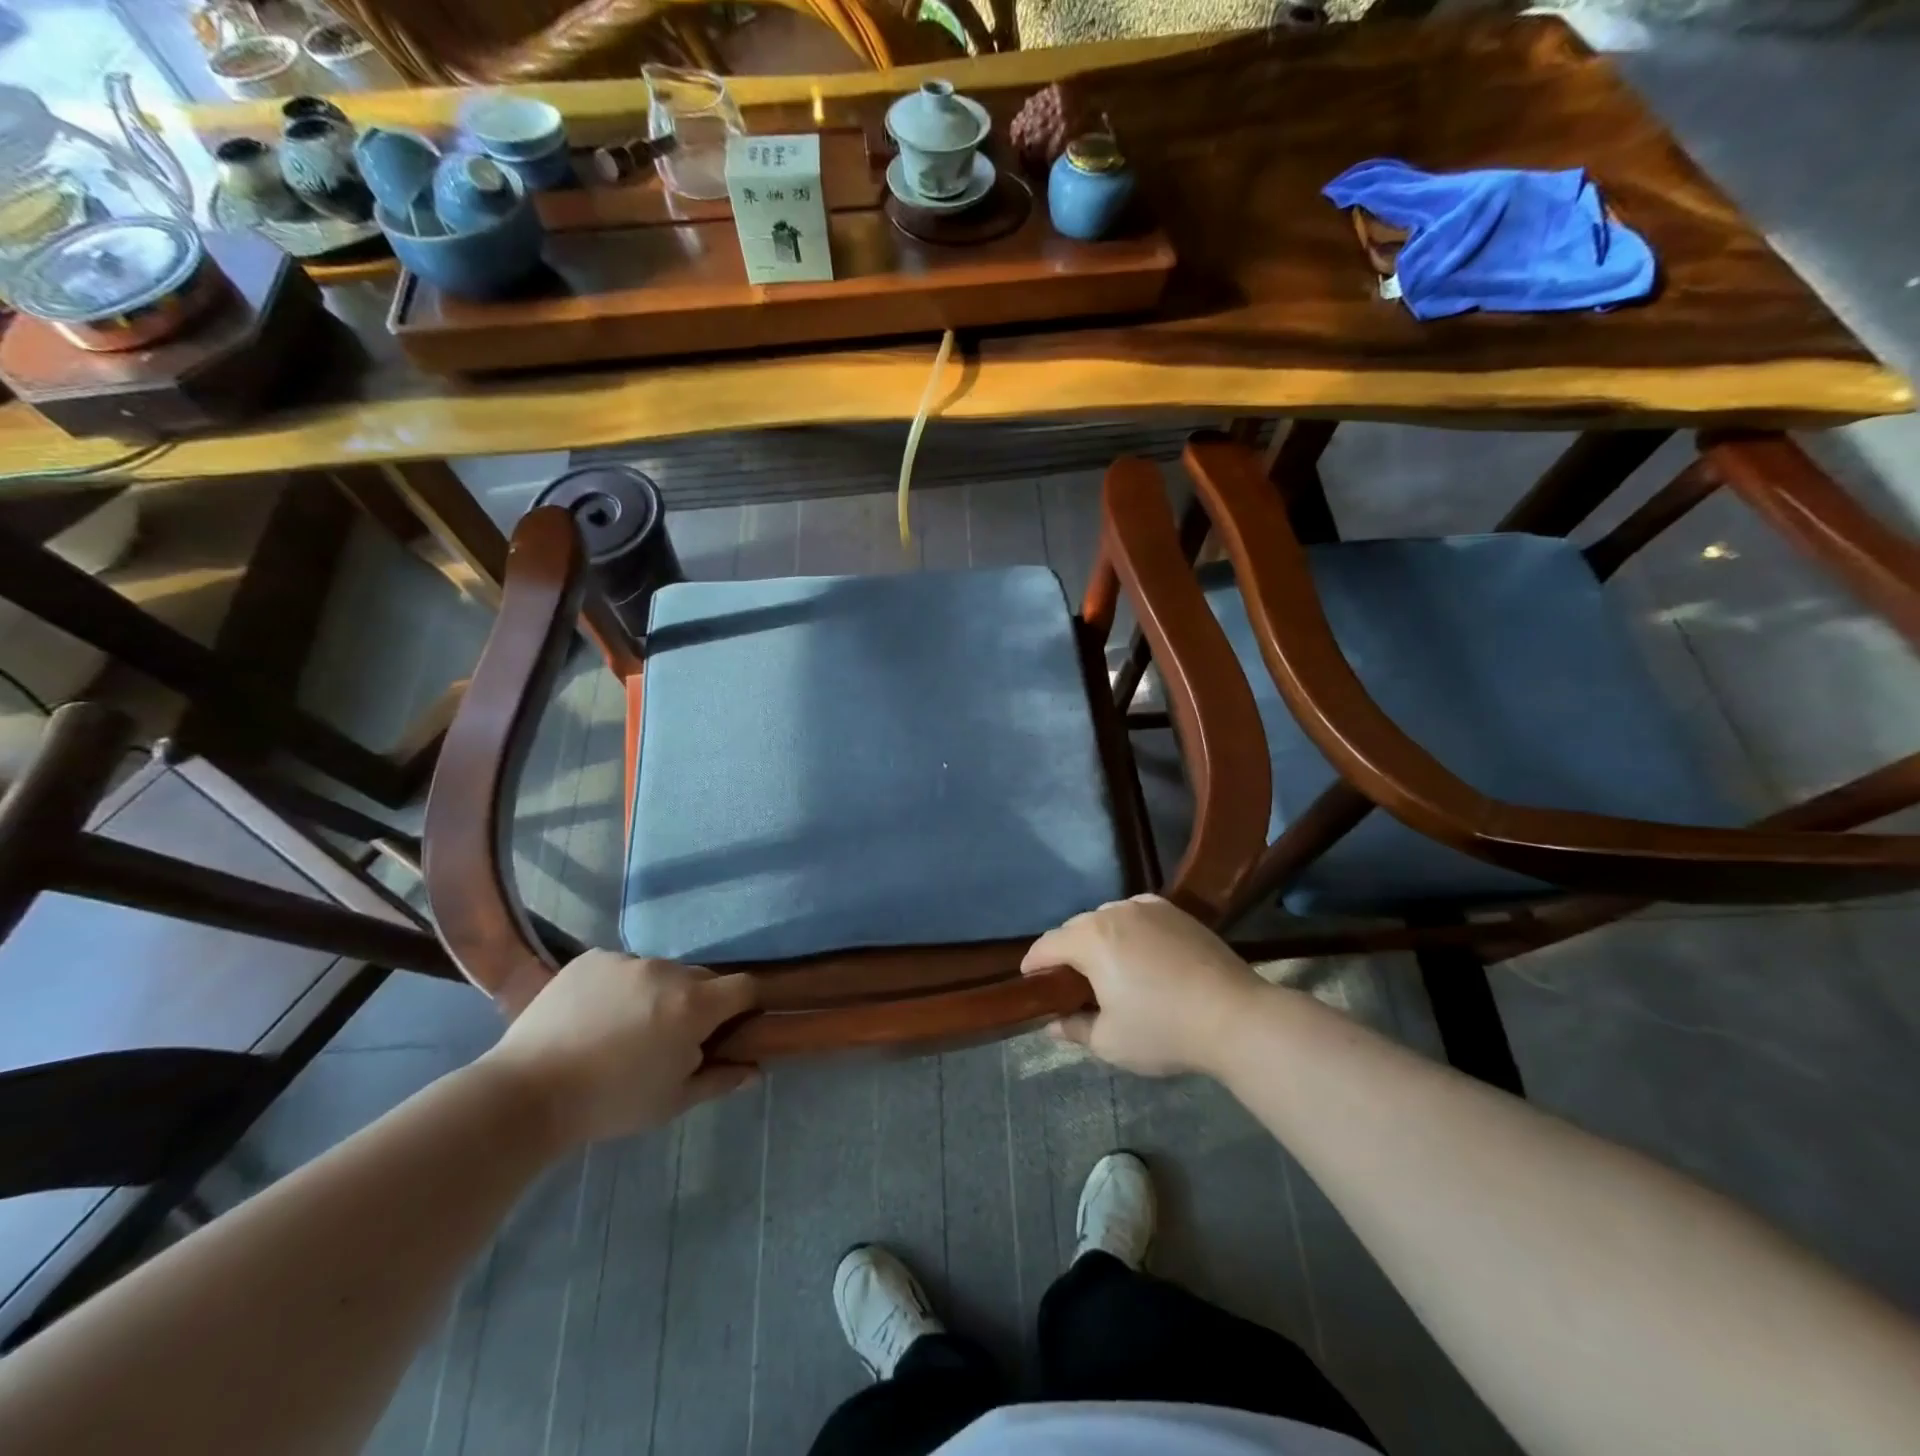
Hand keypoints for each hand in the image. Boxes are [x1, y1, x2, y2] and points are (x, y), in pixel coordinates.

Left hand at [479, 950, 757, 1146]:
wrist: (526, 1094)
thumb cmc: (610, 1103)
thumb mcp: (672, 1101)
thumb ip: (720, 1079)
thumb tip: (755, 1070)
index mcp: (694, 1005)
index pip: (744, 986)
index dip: (745, 1004)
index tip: (733, 1026)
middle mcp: (667, 971)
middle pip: (701, 978)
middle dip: (698, 1002)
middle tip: (672, 1037)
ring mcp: (627, 960)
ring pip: (661, 972)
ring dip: (658, 993)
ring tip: (625, 1028)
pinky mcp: (592, 958)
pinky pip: (622, 968)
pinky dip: (621, 987)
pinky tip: (595, 1017)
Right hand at [1022, 895, 1262, 1076]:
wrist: (1236, 1016)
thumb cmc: (1164, 1030)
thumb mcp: (1110, 1042)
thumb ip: (1074, 1028)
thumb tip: (1053, 1023)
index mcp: (1091, 939)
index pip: (1047, 945)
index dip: (1033, 964)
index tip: (1030, 982)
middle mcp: (1114, 912)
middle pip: (1076, 927)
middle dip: (1066, 952)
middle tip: (1069, 983)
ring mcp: (1148, 907)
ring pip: (1107, 917)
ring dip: (1098, 938)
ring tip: (1106, 968)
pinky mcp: (1176, 912)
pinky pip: (1137, 914)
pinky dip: (1128, 930)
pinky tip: (1139, 953)